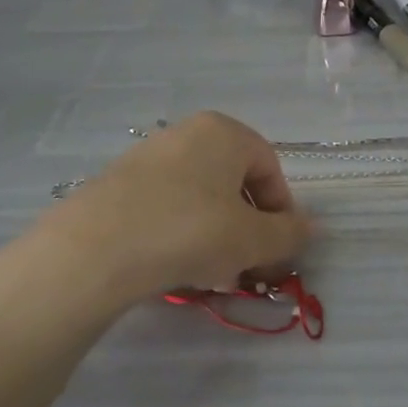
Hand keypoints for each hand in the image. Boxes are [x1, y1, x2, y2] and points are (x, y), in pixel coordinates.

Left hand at [48, 112, 312, 297]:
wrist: (95, 249)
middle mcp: (186, 133)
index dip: (281, 212)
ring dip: (216, 235)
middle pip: (234, 183)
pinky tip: (175, 267)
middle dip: (247, 228)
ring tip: (211, 275)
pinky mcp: (118, 184)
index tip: (277, 251)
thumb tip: (312, 228)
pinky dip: (180, 233)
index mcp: (224, 131)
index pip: (271, 168)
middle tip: (247, 267)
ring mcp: (148, 156)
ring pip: (200, 198)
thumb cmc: (190, 231)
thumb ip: (289, 233)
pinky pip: (166, 206)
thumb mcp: (252, 239)